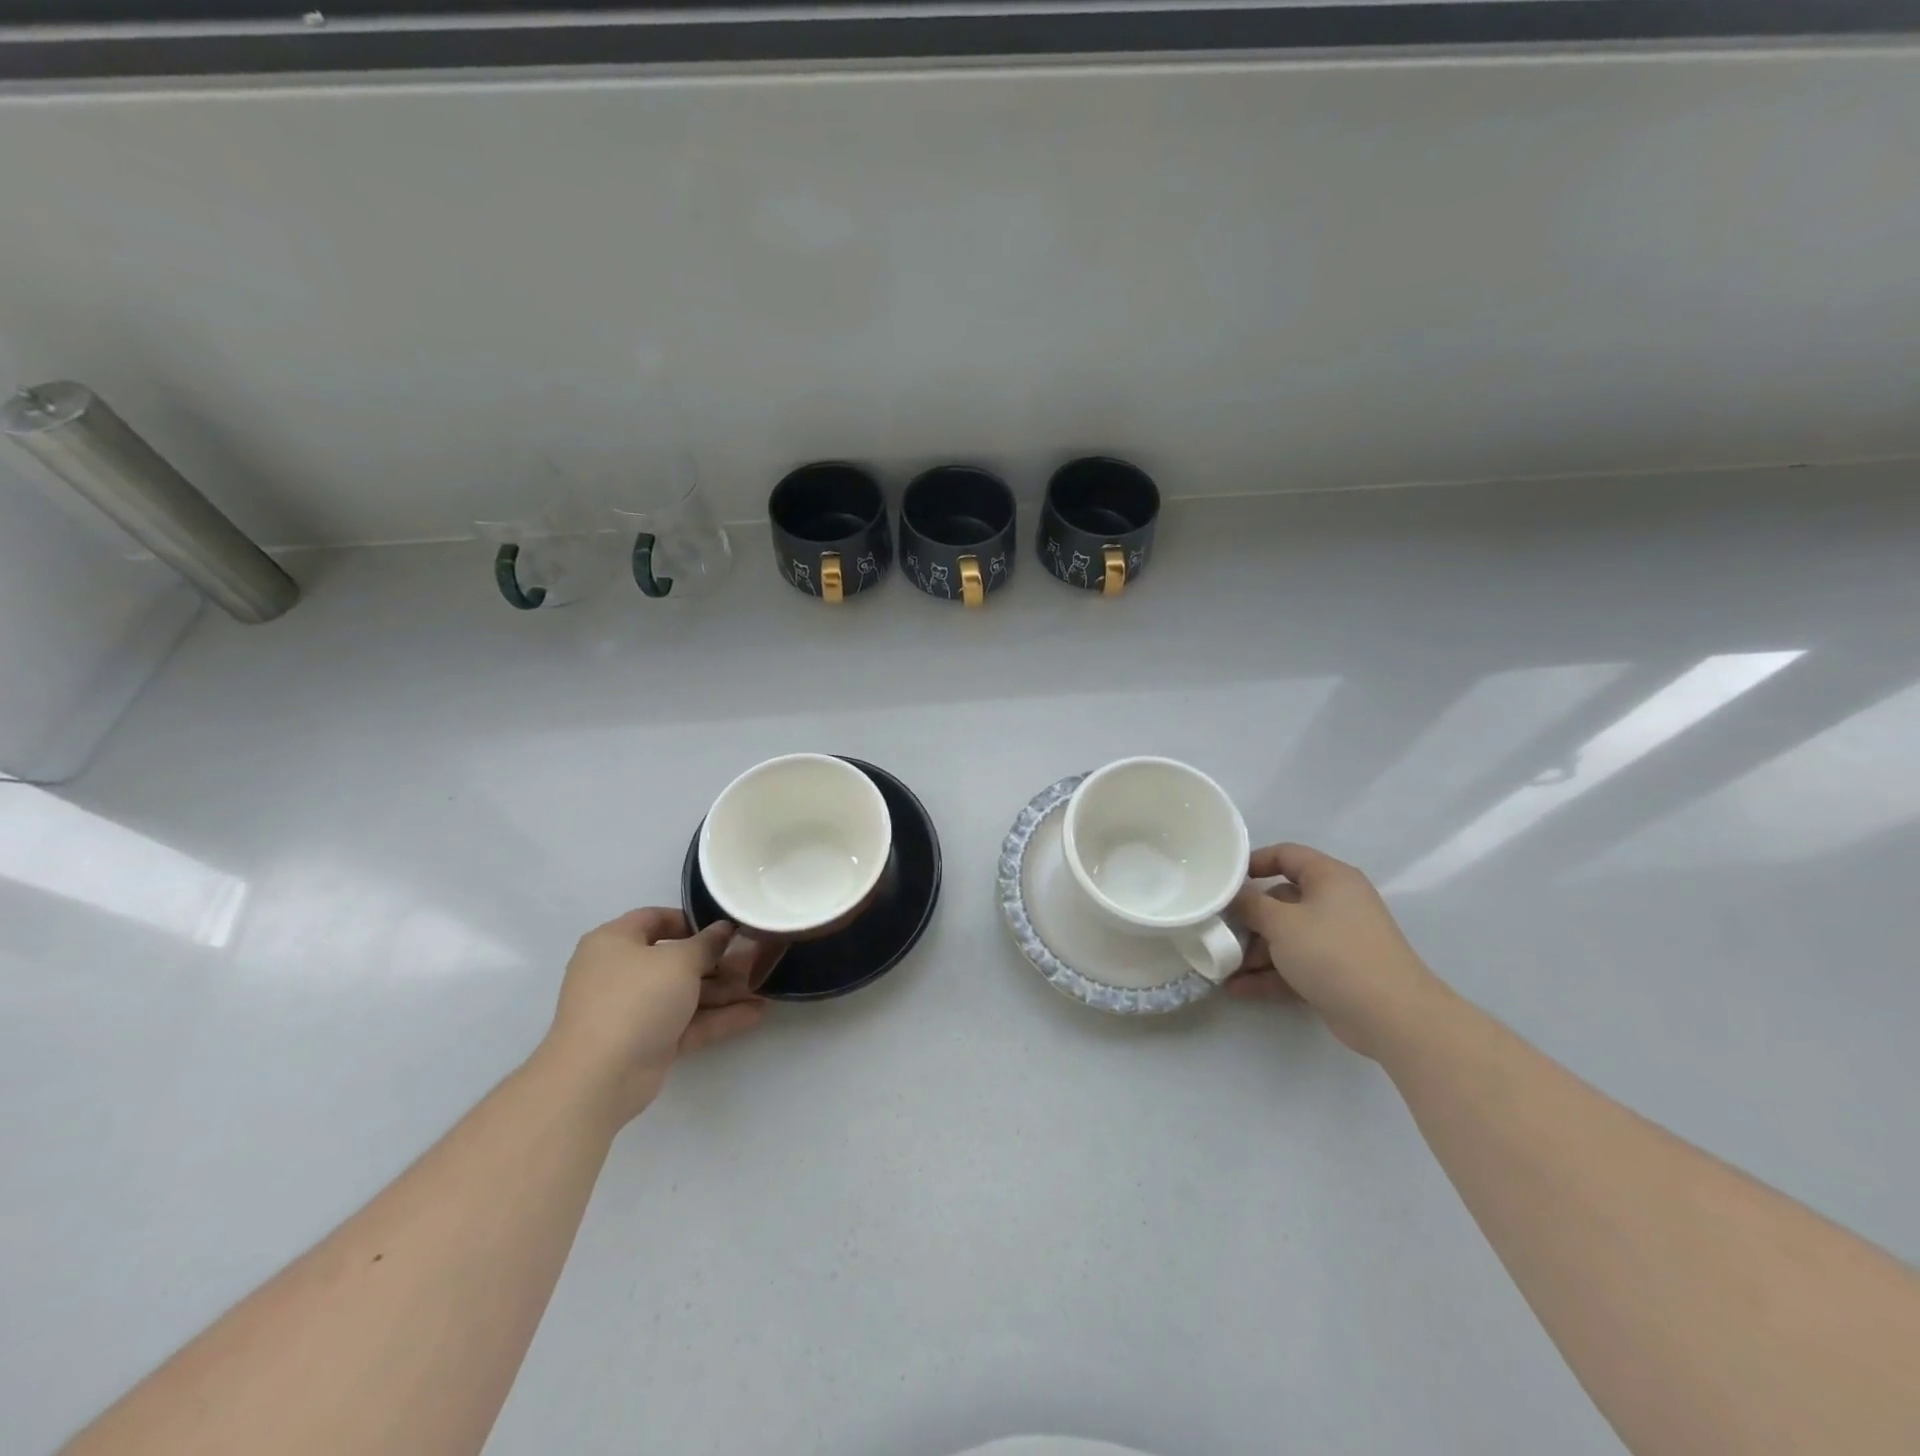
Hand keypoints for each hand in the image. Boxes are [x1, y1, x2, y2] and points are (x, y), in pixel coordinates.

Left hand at [536, 908, 771, 1126]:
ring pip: (684, 993)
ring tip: (764, 987)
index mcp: (615, 942)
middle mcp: (621, 973)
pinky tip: (755, 1013)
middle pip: (675, 959)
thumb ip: (707, 944)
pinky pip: (687, 1023)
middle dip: (716, 961)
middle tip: (754, 959)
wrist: (599, 1078)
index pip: (654, 919)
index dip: (691, 920)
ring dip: (723, 991)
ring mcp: (634, 1010)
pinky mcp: (648, 1042)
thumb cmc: (635, 999)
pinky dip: (717, 1018)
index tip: (725, 927)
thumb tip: (724, 930)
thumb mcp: (679, 961)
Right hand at [1229, 843, 1444, 1060]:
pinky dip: (1269, 974)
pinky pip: (1294, 965)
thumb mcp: (1281, 923)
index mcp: (1330, 878)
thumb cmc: (1333, 953)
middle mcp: (1335, 903)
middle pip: (1281, 900)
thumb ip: (1250, 904)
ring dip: (1254, 951)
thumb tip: (1233, 895)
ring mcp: (1337, 940)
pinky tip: (1237, 988)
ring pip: (1286, 937)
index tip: (1223, 880)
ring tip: (1223, 967)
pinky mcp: (1336, 973)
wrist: (1391, 1017)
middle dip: (1248, 919)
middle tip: (1217, 930)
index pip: (1287, 855)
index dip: (1253, 862)